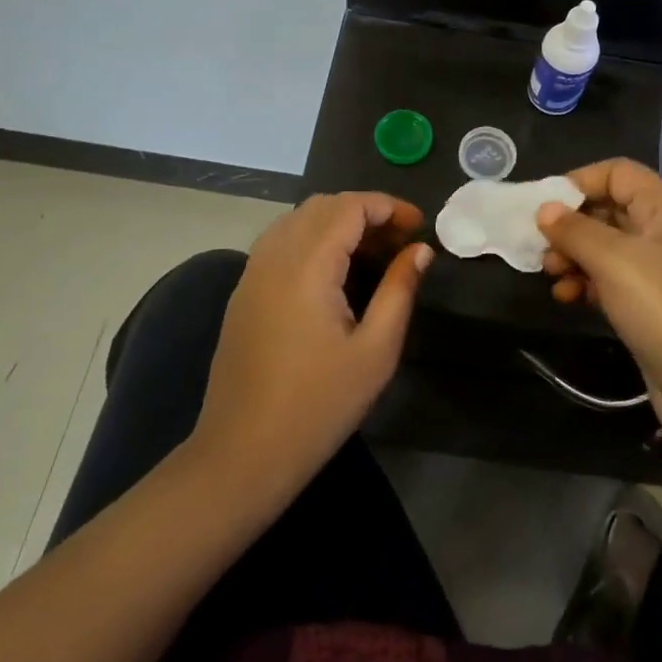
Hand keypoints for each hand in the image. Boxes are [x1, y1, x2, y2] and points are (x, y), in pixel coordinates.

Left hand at [192, 193, 430, 500]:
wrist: (242, 455)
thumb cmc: (318, 406)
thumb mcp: (375, 352)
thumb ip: (399, 290)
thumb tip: (419, 250)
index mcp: (307, 266)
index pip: (349, 206)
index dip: (388, 206)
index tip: (419, 226)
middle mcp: (274, 257)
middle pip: (322, 206)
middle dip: (366, 212)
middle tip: (400, 242)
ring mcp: (252, 273)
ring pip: (297, 220)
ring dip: (338, 223)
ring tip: (372, 254)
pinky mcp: (243, 293)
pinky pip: (280, 242)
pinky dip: (312, 239)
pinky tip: (334, 273)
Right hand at [537, 160, 661, 425]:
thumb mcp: (616, 262)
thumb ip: (576, 230)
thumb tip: (545, 209)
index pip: (618, 173)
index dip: (581, 181)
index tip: (545, 205)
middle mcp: (661, 232)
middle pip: (607, 208)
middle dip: (571, 223)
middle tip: (543, 246)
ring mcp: (656, 270)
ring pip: (604, 246)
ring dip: (572, 255)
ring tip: (551, 274)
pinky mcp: (647, 304)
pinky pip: (607, 279)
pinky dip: (584, 282)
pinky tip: (565, 297)